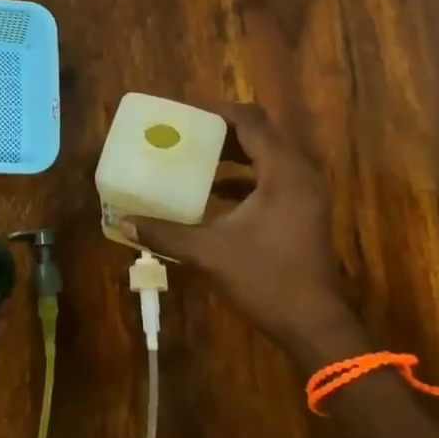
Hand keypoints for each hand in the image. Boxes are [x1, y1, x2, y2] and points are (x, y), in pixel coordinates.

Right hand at [129, 103, 365, 367]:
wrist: (313, 324)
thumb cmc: (266, 279)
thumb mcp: (210, 253)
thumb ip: (166, 234)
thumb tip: (125, 223)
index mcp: (283, 172)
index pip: (251, 122)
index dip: (218, 114)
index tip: (185, 118)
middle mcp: (299, 174)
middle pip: (261, 134)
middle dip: (223, 132)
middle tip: (186, 136)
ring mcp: (305, 193)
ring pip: (268, 156)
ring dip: (234, 154)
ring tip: (195, 160)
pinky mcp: (304, 211)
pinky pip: (272, 177)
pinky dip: (245, 176)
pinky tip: (214, 194)